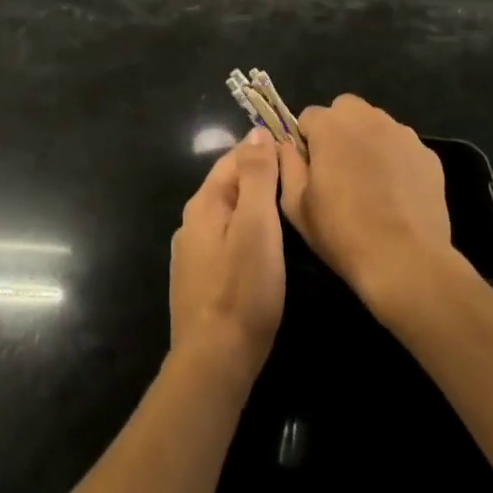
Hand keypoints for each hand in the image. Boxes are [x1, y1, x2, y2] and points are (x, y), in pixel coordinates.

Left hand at [170, 128, 284, 380]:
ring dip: (254, 206)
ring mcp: (192, 253)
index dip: (265, 149)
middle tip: (300, 181)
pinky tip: (264, 248)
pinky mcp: (199, 280)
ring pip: (228, 214)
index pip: (235, 157)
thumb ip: (256, 176)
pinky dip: (246, 233)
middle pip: (230, 184)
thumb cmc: (242, 288)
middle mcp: (192, 222)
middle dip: (260, 176)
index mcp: (204, 203)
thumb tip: (256, 131)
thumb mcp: (257, 225)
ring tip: (288, 211)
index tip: (298, 153)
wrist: (214, 361)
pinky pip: (225, 240)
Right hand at [278, 94, 456, 309]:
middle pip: (346, 109)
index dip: (306, 141)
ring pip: (377, 124)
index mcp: (331, 126)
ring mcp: (403, 134)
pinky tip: (396, 193)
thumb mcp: (296, 205)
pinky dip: (396, 160)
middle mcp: (368, 118)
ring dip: (368, 141)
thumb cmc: (342, 233)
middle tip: (339, 168)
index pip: (309, 116)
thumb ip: (287, 165)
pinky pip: (402, 147)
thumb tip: (287, 146)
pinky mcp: (428, 154)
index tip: (310, 168)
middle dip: (338, 129)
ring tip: (370, 182)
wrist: (405, 261)